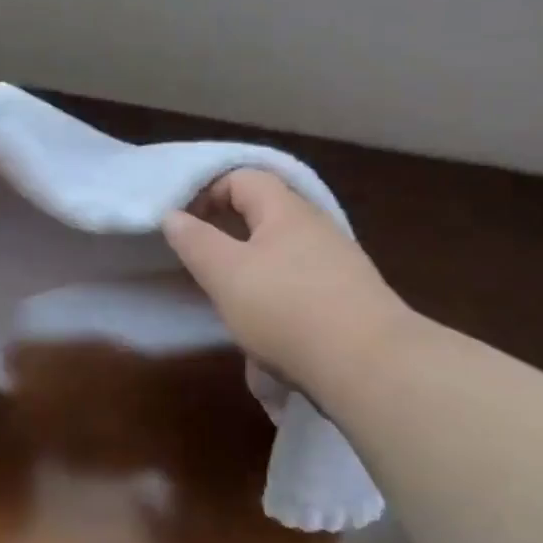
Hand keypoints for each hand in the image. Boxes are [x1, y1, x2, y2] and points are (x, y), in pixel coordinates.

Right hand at [161, 169, 411, 392]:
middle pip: (264, 212)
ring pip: (283, 249)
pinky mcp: (350, 296)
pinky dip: (279, 291)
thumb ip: (195, 241)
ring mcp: (339, 261)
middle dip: (229, 231)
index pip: (242, 178)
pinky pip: (303, 280)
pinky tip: (271, 324)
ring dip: (253, 265)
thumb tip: (173, 216)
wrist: (369, 365)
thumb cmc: (286, 309)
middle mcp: (316, 226)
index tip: (184, 227)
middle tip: (203, 261)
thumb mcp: (225, 274)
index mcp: (285, 209)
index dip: (207, 193)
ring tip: (233, 297)